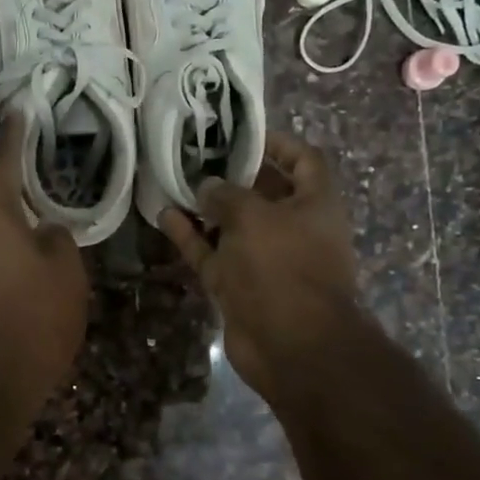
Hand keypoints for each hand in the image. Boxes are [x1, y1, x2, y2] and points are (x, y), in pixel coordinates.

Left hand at [0, 115, 88, 416]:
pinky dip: (4, 265)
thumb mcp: (65, 272)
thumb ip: (57, 238)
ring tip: (43, 242)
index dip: (12, 137)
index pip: (0, 165)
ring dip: (11, 236)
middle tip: (45, 189)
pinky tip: (26, 282)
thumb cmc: (32, 320)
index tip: (16, 112)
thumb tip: (44, 230)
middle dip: (15, 196)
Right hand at [160, 131, 361, 402]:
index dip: (276, 143)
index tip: (240, 134)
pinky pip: (212, 253)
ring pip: (231, 225)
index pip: (303, 159)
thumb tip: (207, 186)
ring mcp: (264, 259)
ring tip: (173, 182)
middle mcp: (293, 228)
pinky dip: (191, 236)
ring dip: (205, 207)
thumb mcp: (254, 216)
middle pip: (262, 192)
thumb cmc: (284, 267)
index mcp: (315, 204)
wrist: (292, 346)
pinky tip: (164, 215)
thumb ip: (226, 194)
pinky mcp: (239, 285)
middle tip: (195, 155)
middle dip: (231, 174)